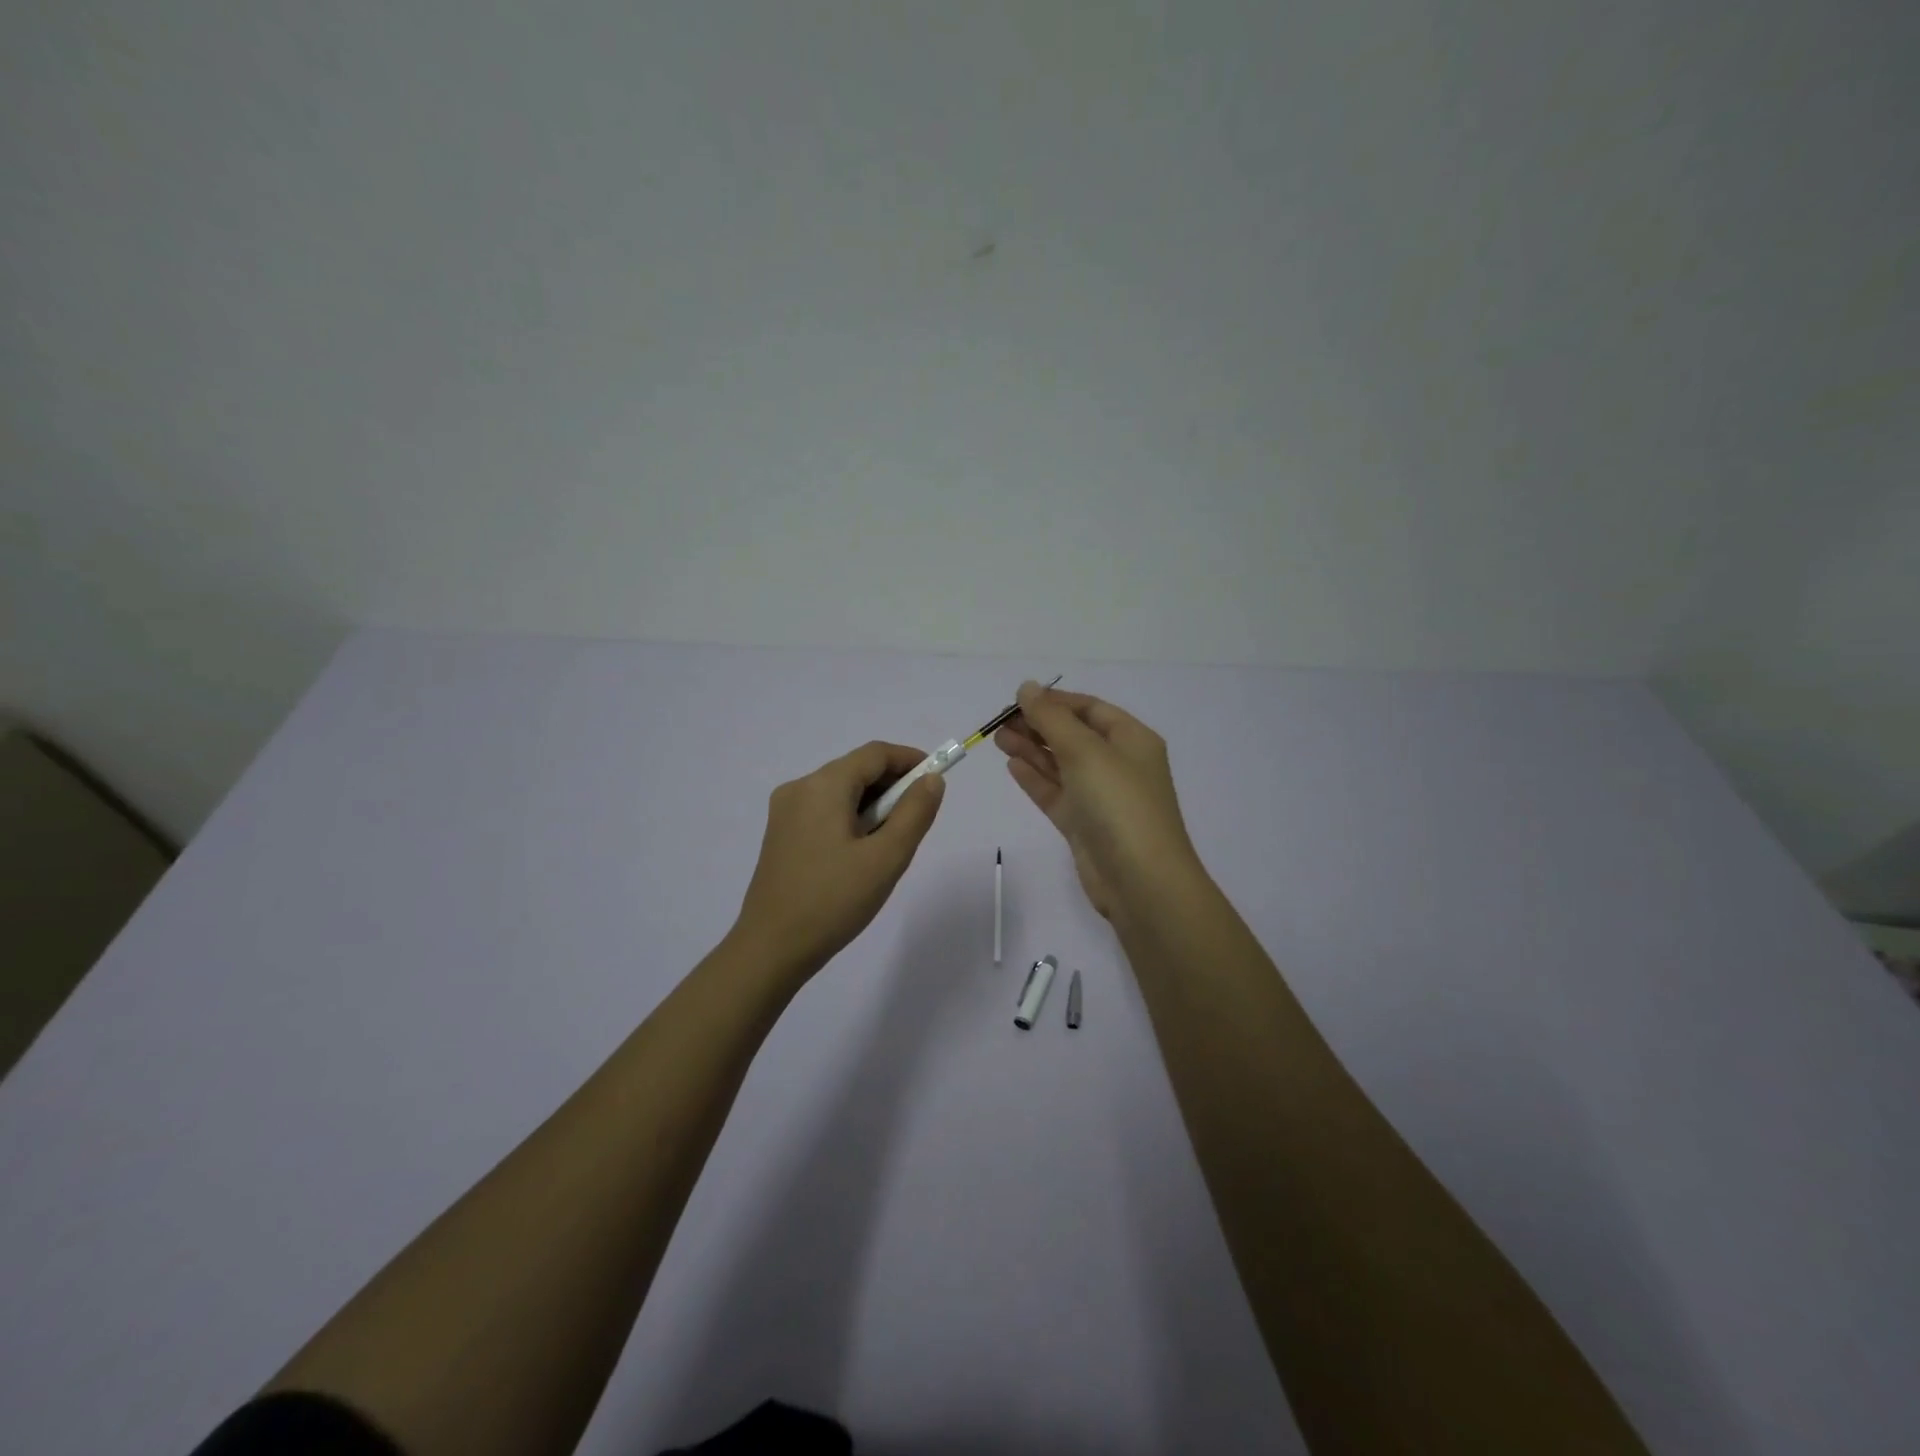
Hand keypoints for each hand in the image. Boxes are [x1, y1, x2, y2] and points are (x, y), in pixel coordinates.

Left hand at [732, 741, 944, 980]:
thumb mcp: (886, 857)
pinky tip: (861, 853)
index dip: (910, 760)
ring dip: (872, 805)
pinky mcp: (780, 834)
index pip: (875, 754)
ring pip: (840, 792)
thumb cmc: (833, 901)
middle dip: (892, 785)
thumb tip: (931, 780)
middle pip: (856, 770)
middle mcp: (799, 788)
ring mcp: (785, 811)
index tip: (937, 779)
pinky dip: (850, 818)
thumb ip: (914, 812)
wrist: (771, 949)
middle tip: (917, 819)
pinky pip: (824, 811)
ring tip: (891, 843)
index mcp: (823, 785)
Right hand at [994, 682, 1200, 920]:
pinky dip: (1036, 779)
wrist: (1140, 881)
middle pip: (1073, 735)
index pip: (1089, 709)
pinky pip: (1057, 793)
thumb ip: (1051, 718)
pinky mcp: (1084, 825)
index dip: (1054, 701)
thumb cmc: (1118, 804)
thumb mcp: (1085, 751)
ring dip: (1032, 750)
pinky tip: (1012, 766)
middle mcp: (1118, 764)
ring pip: (1061, 765)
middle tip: (999, 722)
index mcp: (1132, 740)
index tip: (1017, 700)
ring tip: (998, 739)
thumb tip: (1027, 687)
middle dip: (1038, 725)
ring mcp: (1101, 797)